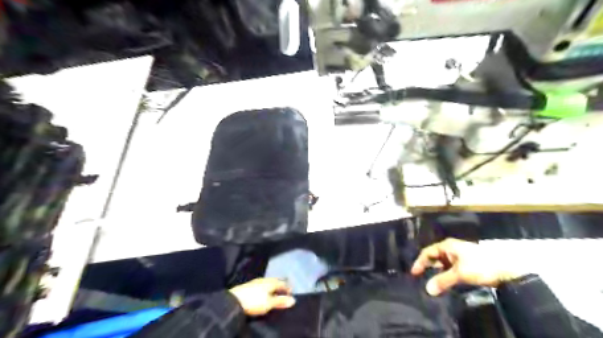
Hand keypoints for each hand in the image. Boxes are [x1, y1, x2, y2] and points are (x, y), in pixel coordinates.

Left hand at [228, 279, 295, 315]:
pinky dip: (266, 287)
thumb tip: (293, 300)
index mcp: (270, 282)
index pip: (282, 282)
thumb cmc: (254, 301)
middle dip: (280, 284)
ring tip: (275, 290)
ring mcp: (256, 282)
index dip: (287, 286)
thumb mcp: (269, 303)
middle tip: (285, 288)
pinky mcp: (249, 286)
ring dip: (273, 285)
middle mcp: (264, 279)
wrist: (233, 300)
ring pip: (268, 282)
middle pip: (275, 281)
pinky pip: (262, 284)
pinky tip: (264, 291)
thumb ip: (280, 301)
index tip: (291, 290)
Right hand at [410, 238, 529, 294]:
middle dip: (427, 267)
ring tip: (431, 283)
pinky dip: (445, 274)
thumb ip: (442, 280)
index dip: (419, 262)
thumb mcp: (459, 274)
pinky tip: (444, 282)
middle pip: (434, 257)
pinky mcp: (465, 263)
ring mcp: (459, 255)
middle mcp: (451, 248)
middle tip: (420, 279)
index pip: (428, 252)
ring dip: (437, 272)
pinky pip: (450, 268)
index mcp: (447, 246)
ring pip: (442, 263)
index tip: (414, 274)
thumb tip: (427, 289)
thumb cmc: (479, 267)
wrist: (506, 271)